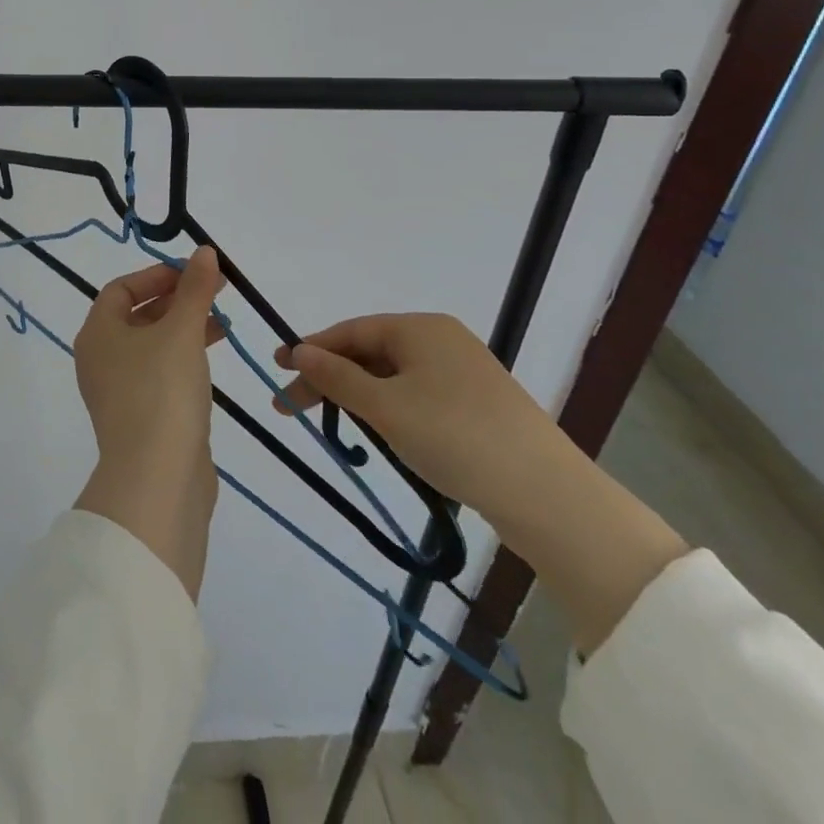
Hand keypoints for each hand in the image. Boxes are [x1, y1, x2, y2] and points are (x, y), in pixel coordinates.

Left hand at [74, 247, 227, 468]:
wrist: (157, 479)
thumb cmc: (161, 391)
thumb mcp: (182, 331)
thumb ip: (195, 290)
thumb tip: (204, 252)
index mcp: (97, 333)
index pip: (121, 289)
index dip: (157, 275)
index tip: (193, 271)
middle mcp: (100, 359)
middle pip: (137, 315)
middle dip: (177, 300)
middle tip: (215, 292)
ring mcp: (119, 391)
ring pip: (152, 345)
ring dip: (185, 328)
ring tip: (222, 322)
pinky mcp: (141, 417)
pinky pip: (160, 374)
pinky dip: (184, 358)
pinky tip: (212, 358)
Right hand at [276, 313, 686, 652]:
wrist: (547, 495)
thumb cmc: (455, 437)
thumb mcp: (385, 407)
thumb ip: (337, 377)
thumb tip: (298, 351)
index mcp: (420, 328)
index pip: (351, 331)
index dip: (310, 349)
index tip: (276, 368)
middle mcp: (441, 339)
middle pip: (369, 352)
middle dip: (329, 377)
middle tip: (291, 406)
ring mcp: (462, 371)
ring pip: (392, 376)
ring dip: (357, 395)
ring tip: (331, 422)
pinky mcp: (477, 404)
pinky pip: (417, 394)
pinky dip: (388, 408)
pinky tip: (380, 432)